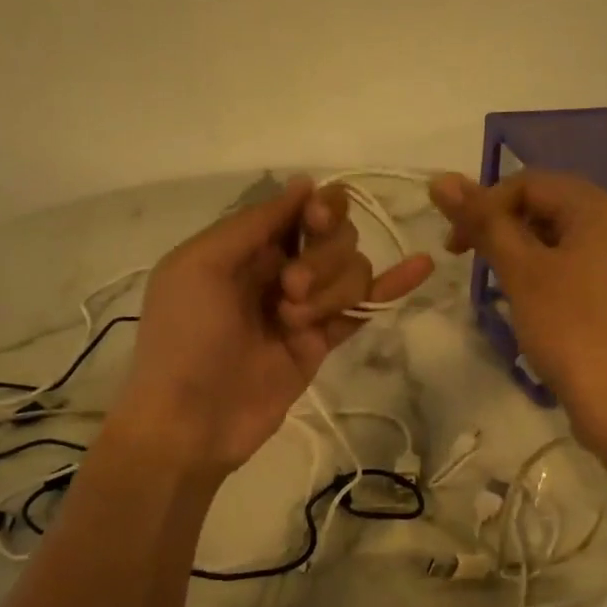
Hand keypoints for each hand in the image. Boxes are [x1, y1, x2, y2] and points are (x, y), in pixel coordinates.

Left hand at [112, 177, 433, 477]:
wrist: (190, 422)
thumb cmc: (184, 338)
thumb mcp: (200, 266)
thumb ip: (253, 223)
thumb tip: (305, 184)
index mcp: (245, 245)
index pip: (300, 208)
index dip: (320, 209)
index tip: (317, 221)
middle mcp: (278, 268)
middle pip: (334, 236)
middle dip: (322, 258)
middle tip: (289, 290)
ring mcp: (304, 306)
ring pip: (351, 270)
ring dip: (331, 290)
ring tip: (293, 322)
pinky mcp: (321, 341)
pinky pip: (362, 307)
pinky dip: (393, 286)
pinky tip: (422, 264)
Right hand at [430, 170, 606, 457]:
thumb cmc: (571, 330)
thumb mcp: (521, 272)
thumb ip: (484, 222)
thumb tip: (440, 179)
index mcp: (599, 208)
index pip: (529, 182)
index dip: (484, 205)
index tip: (455, 247)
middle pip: (550, 207)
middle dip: (504, 229)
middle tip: (474, 265)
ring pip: (565, 241)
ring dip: (525, 255)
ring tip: (503, 290)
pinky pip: (582, 269)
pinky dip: (550, 277)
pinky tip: (537, 310)